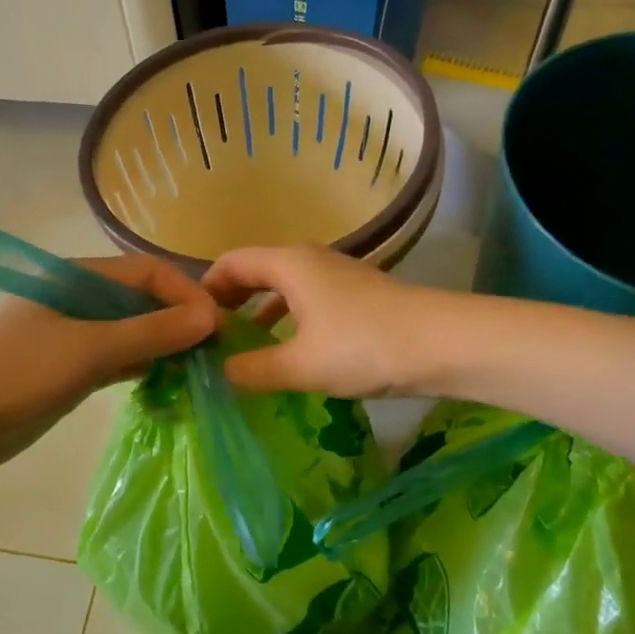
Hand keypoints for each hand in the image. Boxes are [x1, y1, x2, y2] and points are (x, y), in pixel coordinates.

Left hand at [0, 255, 217, 479]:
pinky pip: (120, 357)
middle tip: (215, 351)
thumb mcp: (88, 350)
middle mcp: (80, 299)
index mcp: (77, 277)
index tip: (216, 327)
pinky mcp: (72, 368)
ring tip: (201, 368)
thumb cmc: (17, 375)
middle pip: (143, 299)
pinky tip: (171, 381)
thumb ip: (150, 332)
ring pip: (134, 330)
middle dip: (180, 320)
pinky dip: (146, 365)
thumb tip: (209, 318)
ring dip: (166, 345)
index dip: (186, 293)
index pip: (148, 272)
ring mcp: (75, 335)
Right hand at [202, 245, 450, 398]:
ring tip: (244, 350)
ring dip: (261, 314)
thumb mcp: (301, 365)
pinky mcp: (357, 296)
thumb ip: (254, 369)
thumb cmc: (364, 346)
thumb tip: (221, 373)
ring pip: (284, 289)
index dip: (206, 289)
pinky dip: (289, 321)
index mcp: (289, 264)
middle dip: (231, 303)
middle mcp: (310, 260)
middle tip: (211, 339)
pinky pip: (307, 301)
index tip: (191, 323)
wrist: (443, 343)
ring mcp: (337, 276)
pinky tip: (290, 353)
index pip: (231, 263)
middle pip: (257, 273)